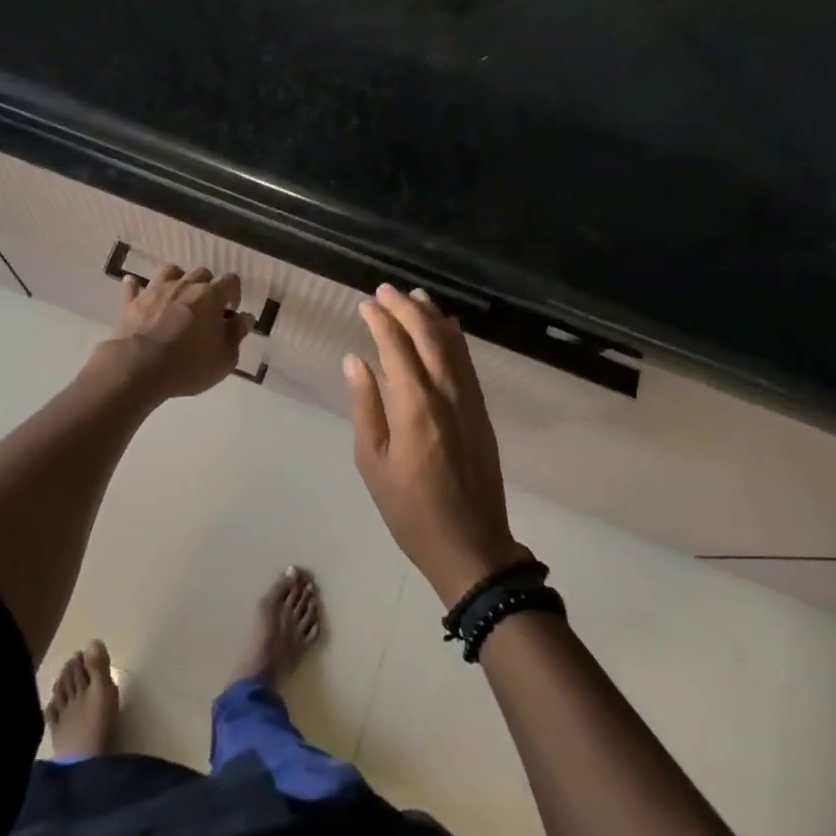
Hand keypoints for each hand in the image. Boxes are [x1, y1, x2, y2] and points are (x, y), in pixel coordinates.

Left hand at [98, 264, 252, 401]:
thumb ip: (237, 334)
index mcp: (211, 296)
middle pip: (202, 273)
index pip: (230, 280)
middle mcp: (184, 286)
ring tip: (178, 298)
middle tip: (206, 309)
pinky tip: (137, 288)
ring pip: (170, 272)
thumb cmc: (188, 365)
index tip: (231, 311)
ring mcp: (156, 290)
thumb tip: (245, 318)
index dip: (234, 293)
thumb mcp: (224, 358)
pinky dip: (138, 287)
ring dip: (177, 281)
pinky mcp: (132, 302)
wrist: (137, 368)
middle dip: (207, 287)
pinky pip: (134, 287)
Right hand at [346, 284, 531, 604]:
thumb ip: (365, 406)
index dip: (381, 320)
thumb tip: (355, 360)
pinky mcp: (481, 409)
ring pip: (452, 343)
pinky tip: (446, 327)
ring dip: (432, 315)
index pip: (396, 346)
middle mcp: (446, 392)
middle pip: (427, 335)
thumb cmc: (411, 509)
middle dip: (405, 308)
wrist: (471, 545)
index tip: (365, 303)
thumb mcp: (373, 462)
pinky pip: (467, 361)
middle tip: (385, 290)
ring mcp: (468, 399)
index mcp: (415, 405)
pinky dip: (454, 337)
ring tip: (414, 296)